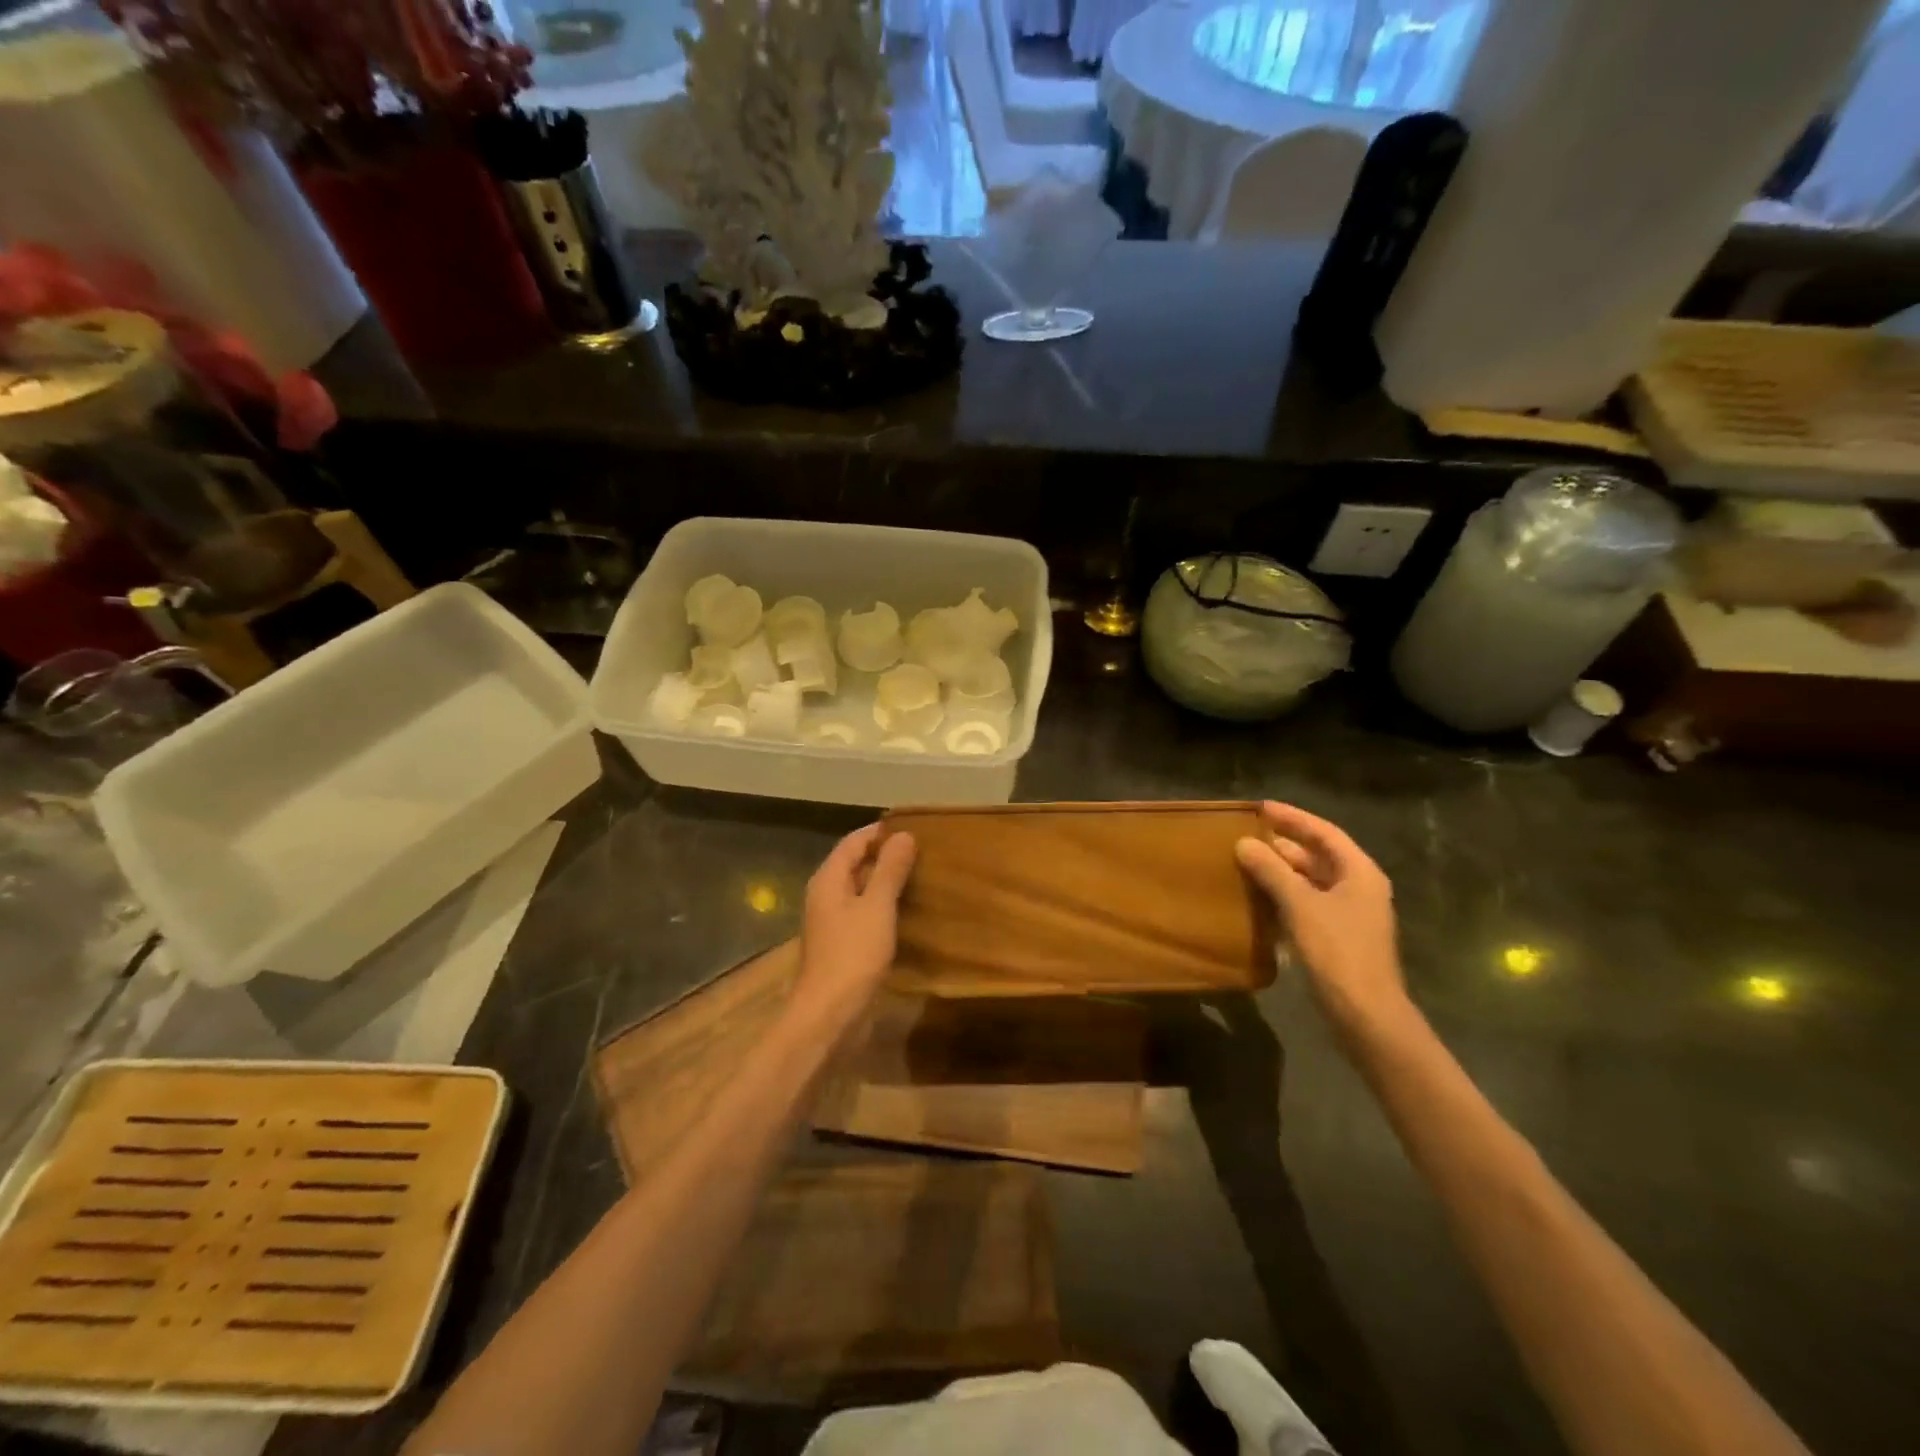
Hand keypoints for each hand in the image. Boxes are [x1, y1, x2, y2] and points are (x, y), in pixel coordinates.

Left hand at [794, 823, 917, 1025]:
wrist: (829, 1015)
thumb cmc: (852, 954)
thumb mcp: (877, 906)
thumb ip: (890, 870)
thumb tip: (903, 835)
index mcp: (828, 880)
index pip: (853, 842)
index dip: (880, 832)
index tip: (913, 828)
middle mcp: (825, 896)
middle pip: (854, 864)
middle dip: (885, 856)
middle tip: (923, 852)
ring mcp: (831, 923)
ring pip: (859, 891)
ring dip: (885, 882)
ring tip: (920, 877)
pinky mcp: (841, 946)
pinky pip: (863, 914)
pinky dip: (882, 907)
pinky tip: (906, 913)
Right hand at [1235, 801, 1409, 1039]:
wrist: (1365, 1014)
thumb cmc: (1337, 951)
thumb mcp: (1300, 905)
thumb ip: (1271, 871)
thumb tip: (1244, 843)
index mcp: (1359, 872)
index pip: (1324, 832)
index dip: (1293, 818)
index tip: (1261, 808)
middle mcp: (1359, 887)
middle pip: (1319, 855)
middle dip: (1284, 844)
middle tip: (1248, 834)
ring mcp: (1350, 914)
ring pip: (1312, 881)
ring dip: (1282, 870)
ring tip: (1248, 861)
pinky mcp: (1339, 936)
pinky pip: (1309, 903)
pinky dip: (1286, 895)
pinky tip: (1260, 896)